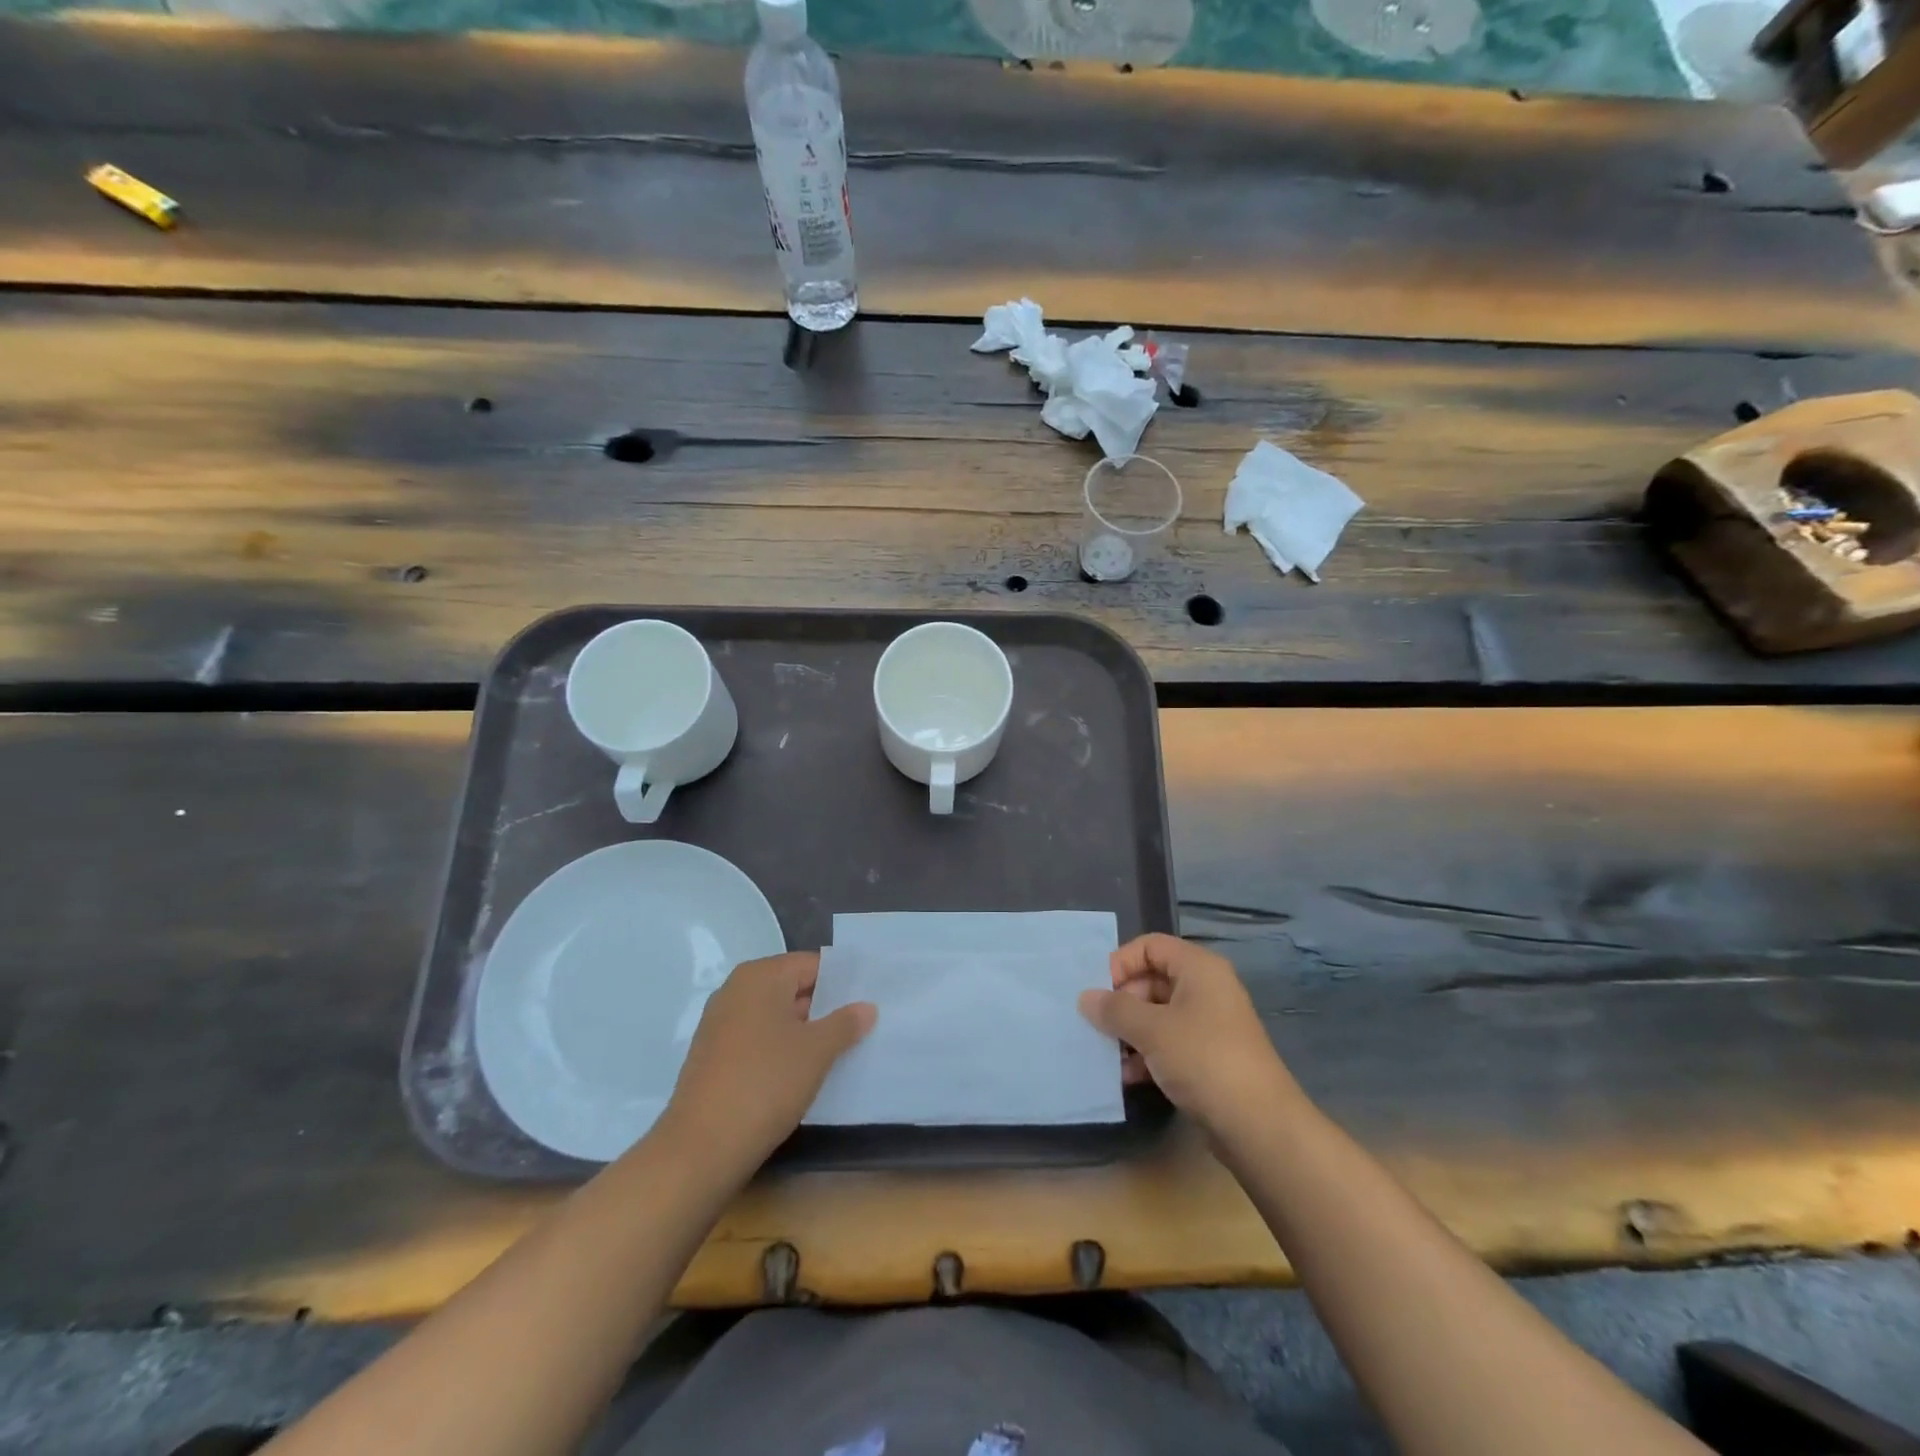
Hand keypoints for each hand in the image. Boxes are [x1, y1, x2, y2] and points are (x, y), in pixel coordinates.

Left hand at [659, 952, 874, 1174]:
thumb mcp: (816, 1052)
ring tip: (840, 1050)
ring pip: (775, 1016)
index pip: (811, 964)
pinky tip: (803, 1072)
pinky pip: (758, 1039)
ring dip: (805, 1031)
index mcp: (760, 976)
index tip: (870, 998)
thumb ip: (845, 1023)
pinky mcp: (714, 1056)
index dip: (842, 981)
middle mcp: (736, 991)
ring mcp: (720, 1024)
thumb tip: (866, 1007)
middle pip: (792, 988)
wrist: (701, 1148)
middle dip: (826, 1007)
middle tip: (862, 1025)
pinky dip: (781, 1049)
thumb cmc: (765, 1084)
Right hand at [1078, 934, 1298, 1140]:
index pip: (1150, 946)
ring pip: (1157, 1015)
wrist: (1259, 1126)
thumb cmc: (1204, 1060)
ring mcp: (1208, 1025)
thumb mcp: (1152, 1030)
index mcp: (1199, 969)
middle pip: (1152, 980)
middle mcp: (1206, 989)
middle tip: (1096, 1024)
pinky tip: (1125, 1076)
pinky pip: (1168, 1044)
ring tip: (1105, 1053)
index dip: (1121, 962)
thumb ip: (1115, 1009)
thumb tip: (1085, 997)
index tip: (1097, 991)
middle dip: (1121, 1002)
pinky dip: (1146, 1054)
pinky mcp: (1208, 1058)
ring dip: (1129, 1031)